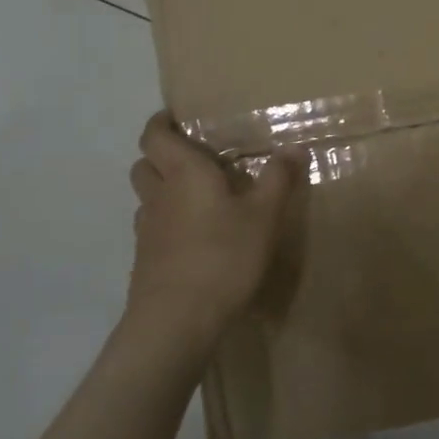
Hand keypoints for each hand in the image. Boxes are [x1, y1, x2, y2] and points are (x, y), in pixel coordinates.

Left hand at [124, 112, 299, 339]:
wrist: (177, 320)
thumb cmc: (223, 256)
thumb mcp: (264, 216)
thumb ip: (278, 179)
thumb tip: (293, 147)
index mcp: (183, 173)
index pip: (155, 135)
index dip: (161, 123)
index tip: (177, 118)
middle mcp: (158, 195)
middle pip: (145, 164)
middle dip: (162, 156)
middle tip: (194, 159)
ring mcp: (146, 230)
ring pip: (147, 198)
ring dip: (164, 191)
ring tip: (198, 199)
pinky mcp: (146, 261)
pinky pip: (153, 229)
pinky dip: (168, 224)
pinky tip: (195, 239)